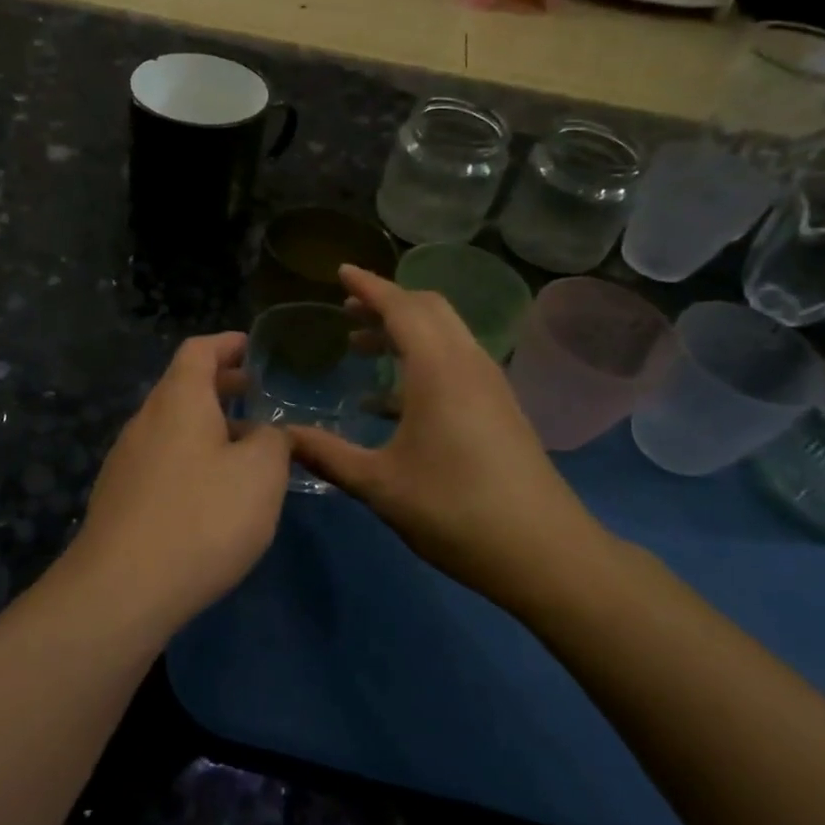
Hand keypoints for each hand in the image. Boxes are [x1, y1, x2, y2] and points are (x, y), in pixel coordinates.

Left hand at [69, 333, 290, 630]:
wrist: (122, 589)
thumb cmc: (202, 517)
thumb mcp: (260, 474)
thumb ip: (273, 441)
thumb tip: (266, 433)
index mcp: (178, 400)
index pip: (199, 350)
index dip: (228, 344)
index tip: (254, 348)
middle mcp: (145, 420)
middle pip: (183, 387)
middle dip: (222, 386)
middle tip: (258, 396)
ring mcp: (126, 460)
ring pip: (173, 426)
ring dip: (209, 426)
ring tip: (245, 448)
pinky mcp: (120, 496)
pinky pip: (162, 459)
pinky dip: (192, 457)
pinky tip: (212, 492)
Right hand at [287, 266, 610, 609]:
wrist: (544, 552)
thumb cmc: (455, 510)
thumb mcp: (380, 485)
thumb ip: (327, 455)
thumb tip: (280, 437)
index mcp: (438, 369)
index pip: (401, 306)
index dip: (368, 286)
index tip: (340, 271)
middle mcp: (468, 363)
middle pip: (429, 308)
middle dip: (387, 301)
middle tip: (348, 311)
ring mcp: (491, 385)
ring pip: (446, 333)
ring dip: (406, 329)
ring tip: (362, 347)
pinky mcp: (500, 407)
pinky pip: (456, 360)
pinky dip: (422, 357)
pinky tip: (392, 398)